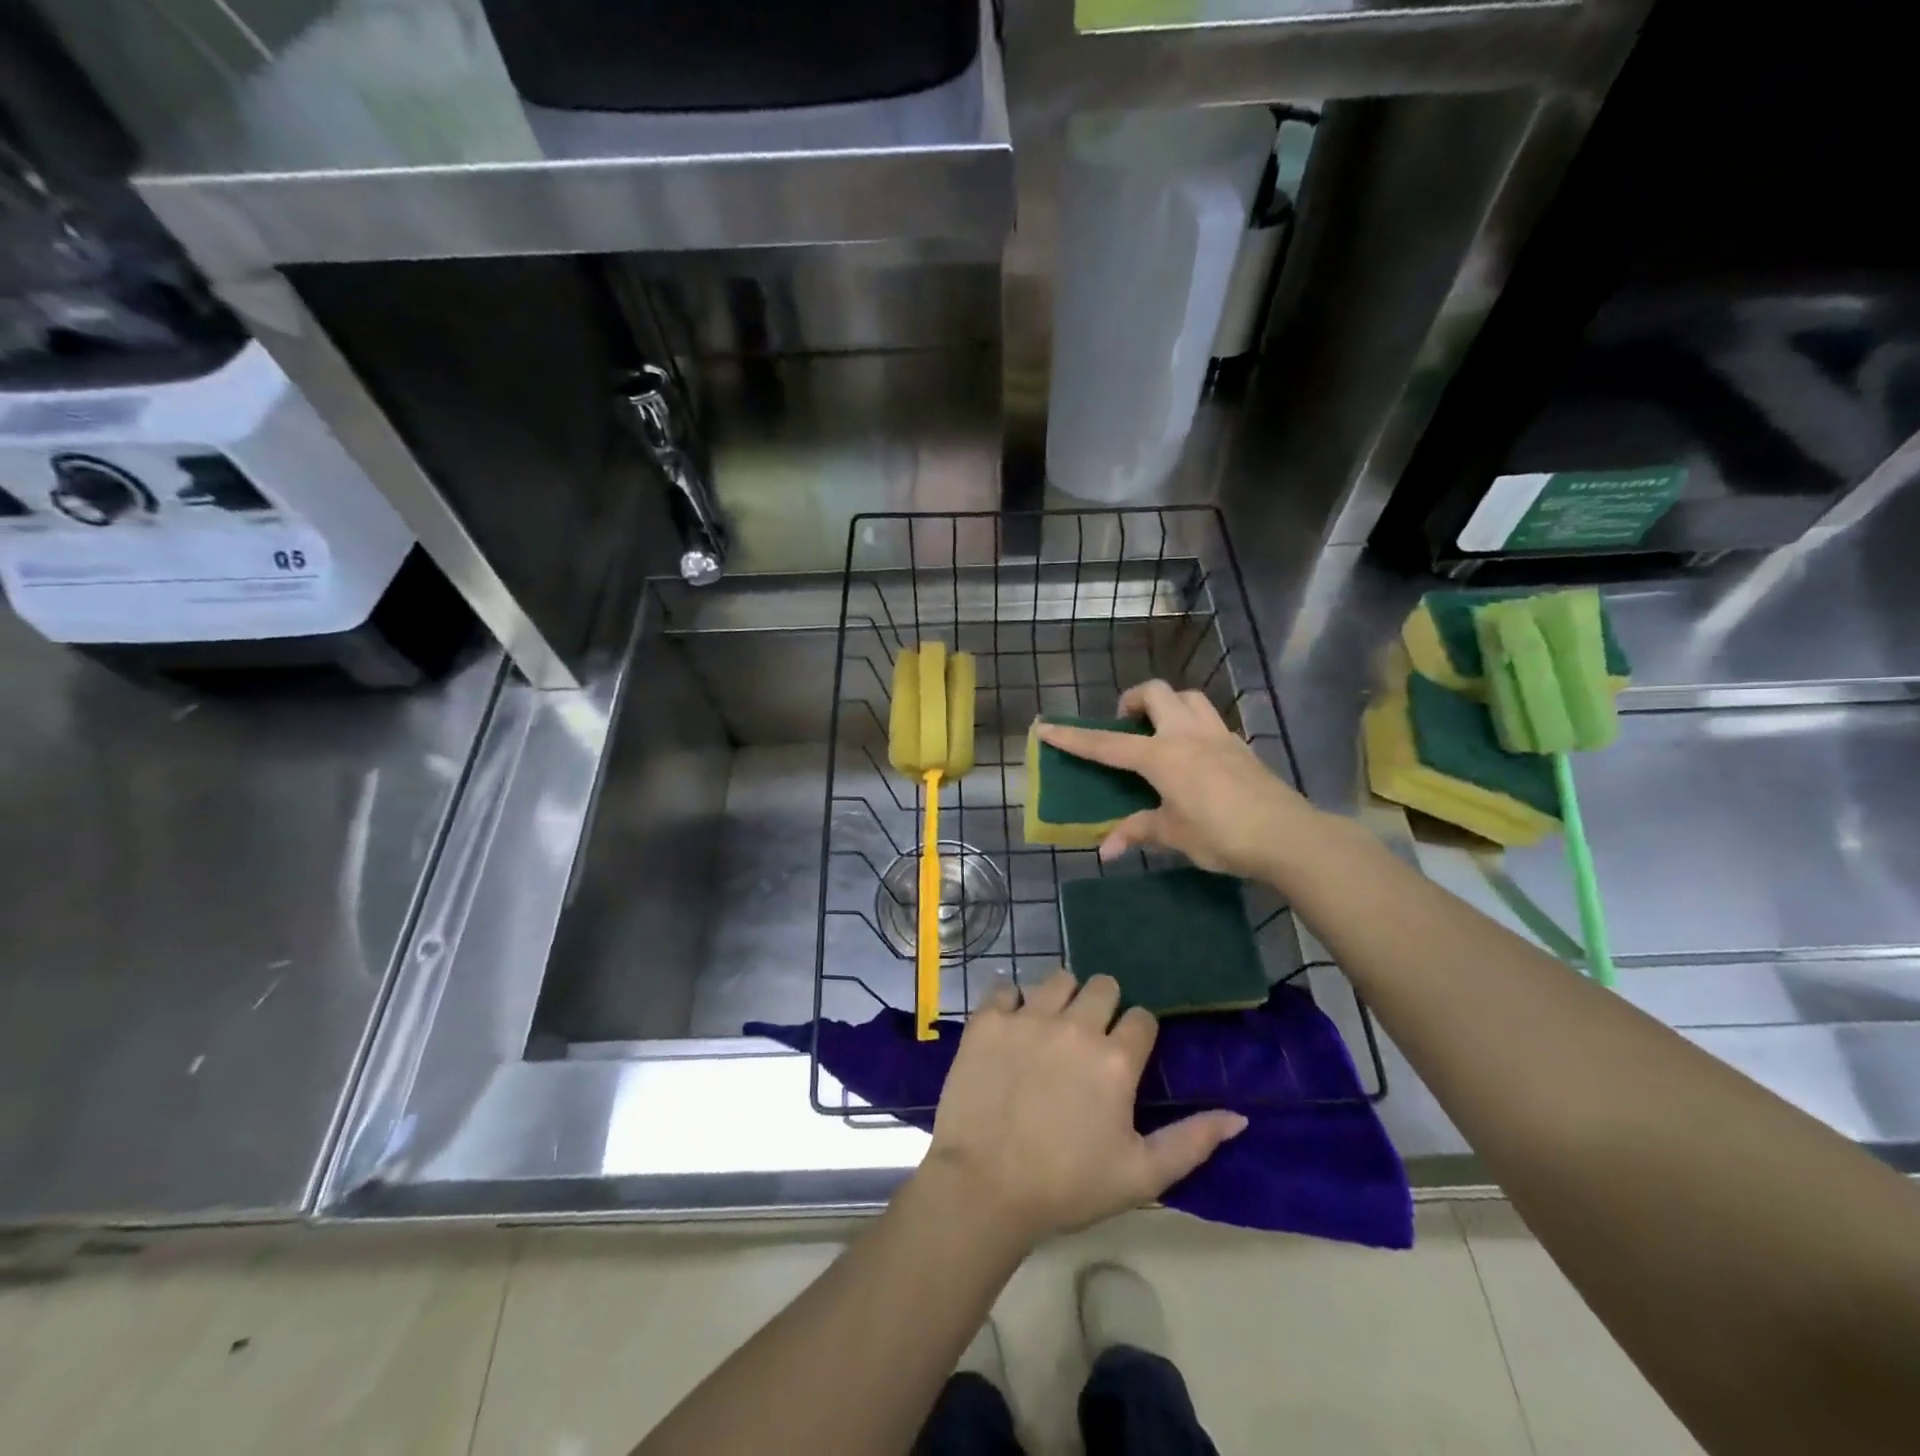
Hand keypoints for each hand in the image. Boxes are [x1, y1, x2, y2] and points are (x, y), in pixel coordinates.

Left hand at [922, 970, 1246, 1246]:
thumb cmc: (1067, 1186)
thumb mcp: (1141, 1176)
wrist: (984, 1188)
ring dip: (1061, 998)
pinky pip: (1005, 989)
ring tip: (1051, 1030)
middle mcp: (1075, 1026)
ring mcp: (1028, 1018)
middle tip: (1089, 1039)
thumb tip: (1238, 1116)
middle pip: (1103, 985)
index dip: (1138, 1034)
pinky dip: (1011, 1004)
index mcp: (1116, 1059)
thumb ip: (1192, 1142)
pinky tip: (1011, 1029)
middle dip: (1103, 1006)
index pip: (1142, 1017)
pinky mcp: (988, 1020)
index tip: (1125, 1056)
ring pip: (1057, 979)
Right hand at [1035, 680, 1322, 882]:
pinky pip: (1210, 719)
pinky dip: (1193, 724)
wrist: (1287, 835)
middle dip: (1132, 700)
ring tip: (1159, 730)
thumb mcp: (1173, 834)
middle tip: (1125, 723)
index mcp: (1162, 756)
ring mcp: (1218, 735)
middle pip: (1155, 693)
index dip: (1074, 737)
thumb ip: (1138, 832)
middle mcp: (1187, 735)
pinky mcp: (1240, 745)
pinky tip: (1194, 753)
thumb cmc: (1221, 834)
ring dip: (1167, 704)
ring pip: (1188, 697)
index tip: (1046, 726)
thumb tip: (1106, 850)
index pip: (1107, 744)